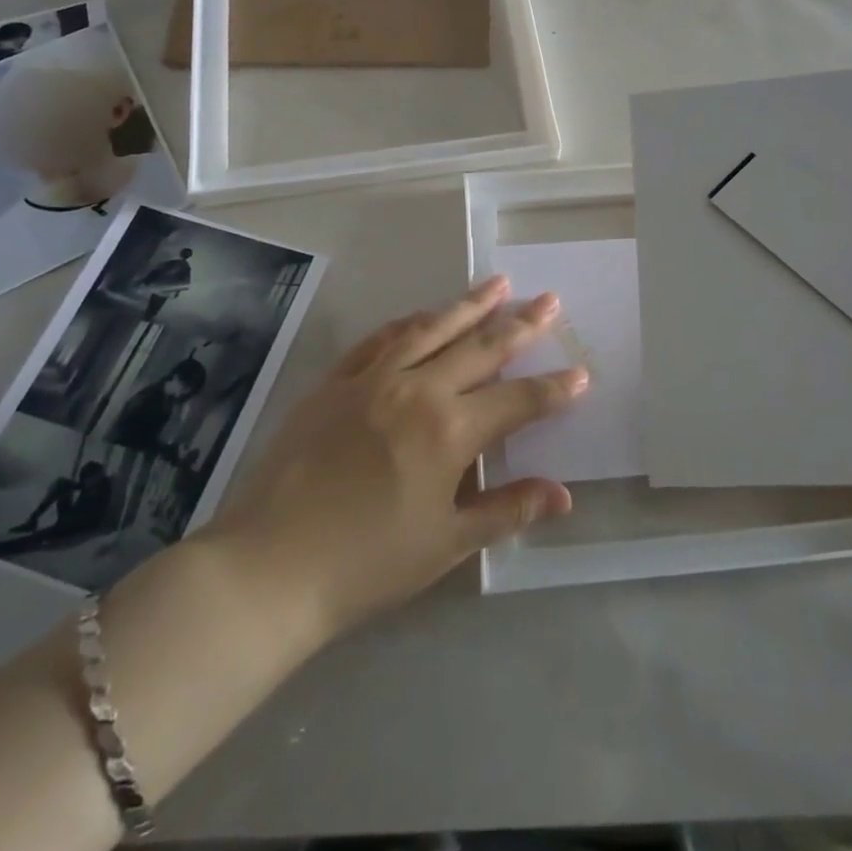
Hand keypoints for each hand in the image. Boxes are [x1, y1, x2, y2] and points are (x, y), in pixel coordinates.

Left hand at [207, 276, 586, 635]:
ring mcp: (372, 379)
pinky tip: (423, 315)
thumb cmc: (367, 564)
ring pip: (432, 329)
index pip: (518, 400)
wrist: (270, 565)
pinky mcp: (335, 381)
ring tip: (498, 284)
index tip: (581, 373)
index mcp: (450, 430)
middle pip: (481, 348)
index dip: (554, 389)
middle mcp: (418, 389)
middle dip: (522, 325)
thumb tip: (563, 495)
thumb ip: (507, 510)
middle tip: (549, 301)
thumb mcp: (447, 543)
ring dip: (469, 305)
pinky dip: (408, 323)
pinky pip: (379, 339)